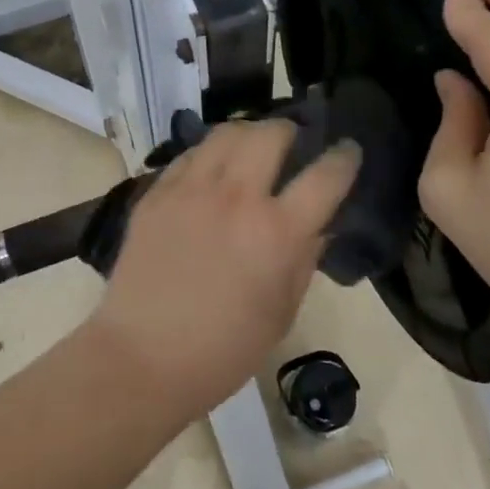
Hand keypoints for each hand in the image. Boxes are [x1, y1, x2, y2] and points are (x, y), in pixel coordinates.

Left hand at [91, 119, 359, 417]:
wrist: (141, 358)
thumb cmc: (223, 350)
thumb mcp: (281, 313)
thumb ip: (304, 260)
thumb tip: (318, 225)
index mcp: (276, 233)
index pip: (325, 176)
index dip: (344, 158)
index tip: (348, 150)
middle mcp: (236, 198)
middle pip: (271, 134)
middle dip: (290, 131)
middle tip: (292, 144)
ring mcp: (191, 190)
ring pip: (227, 133)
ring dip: (248, 133)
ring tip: (251, 148)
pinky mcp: (156, 193)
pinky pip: (190, 154)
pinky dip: (210, 153)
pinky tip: (211, 169)